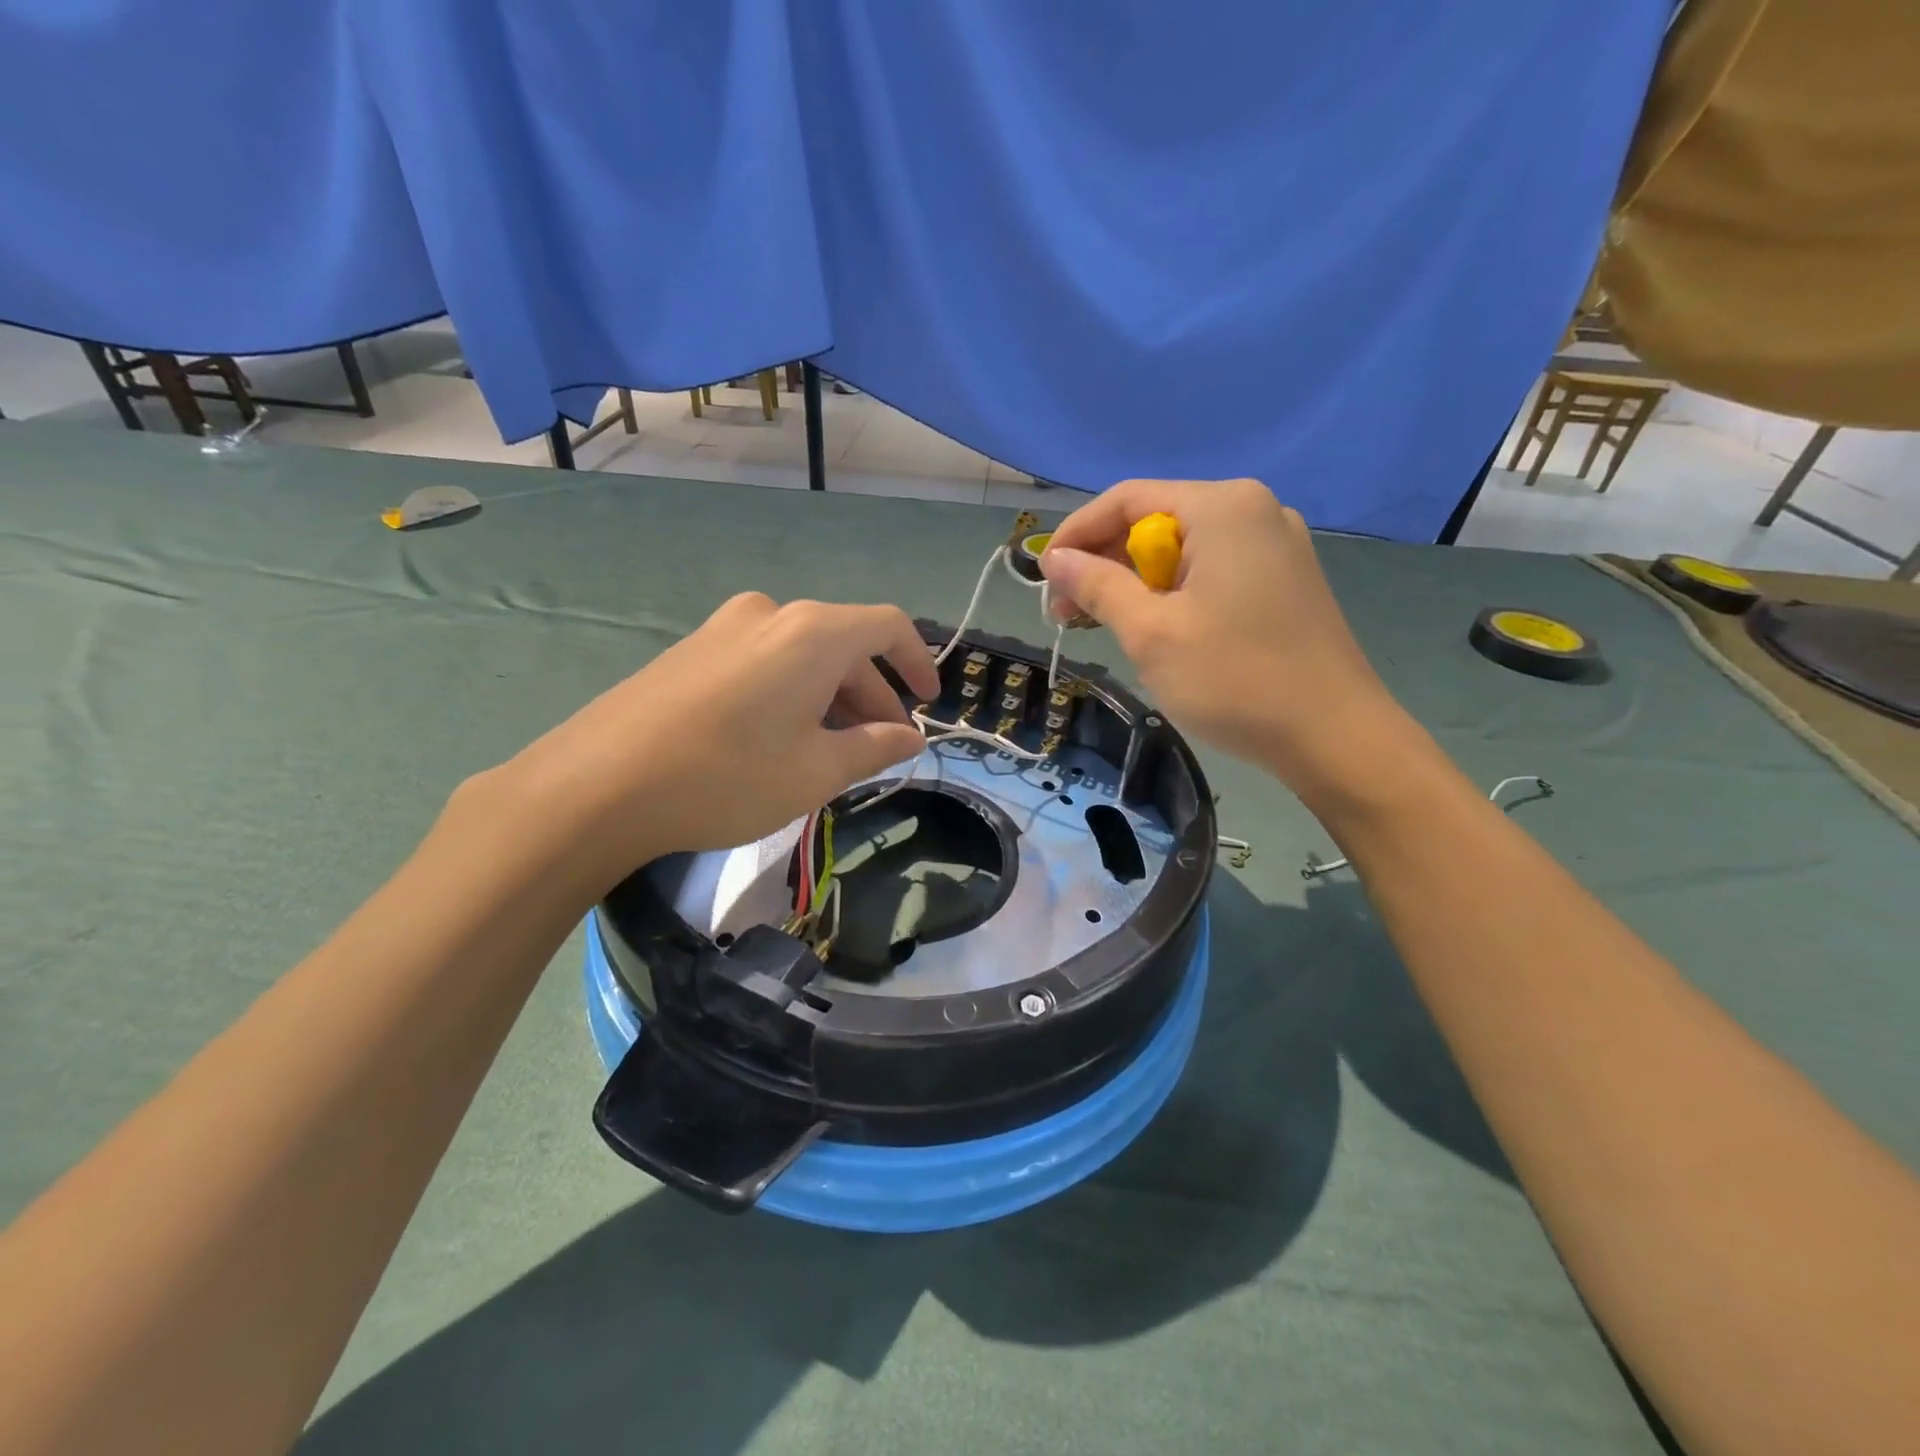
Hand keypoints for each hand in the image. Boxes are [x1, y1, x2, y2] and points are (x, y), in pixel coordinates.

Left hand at [482, 593, 939, 892]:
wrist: (596, 785)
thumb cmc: (727, 776)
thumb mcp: (816, 771)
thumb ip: (874, 747)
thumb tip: (910, 737)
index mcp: (812, 632)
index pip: (888, 626)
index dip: (918, 662)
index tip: (929, 702)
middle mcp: (771, 614)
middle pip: (844, 644)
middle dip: (872, 695)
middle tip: (879, 747)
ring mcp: (724, 628)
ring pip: (802, 656)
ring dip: (831, 697)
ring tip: (831, 752)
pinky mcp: (691, 650)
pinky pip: (763, 662)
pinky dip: (791, 694)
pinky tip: (779, 740)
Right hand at [1040, 478, 1418, 800]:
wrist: (1335, 737)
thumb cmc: (1235, 679)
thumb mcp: (1150, 632)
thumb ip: (1098, 586)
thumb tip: (1055, 558)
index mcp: (1222, 507)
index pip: (1126, 500)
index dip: (1076, 535)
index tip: (1043, 579)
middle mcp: (1254, 510)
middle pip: (1156, 522)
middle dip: (1105, 564)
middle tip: (1068, 615)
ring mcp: (1277, 545)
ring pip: (1183, 550)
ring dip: (1136, 583)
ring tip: (1106, 627)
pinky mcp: (1286, 580)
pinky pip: (1213, 571)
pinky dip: (1174, 594)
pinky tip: (1158, 629)